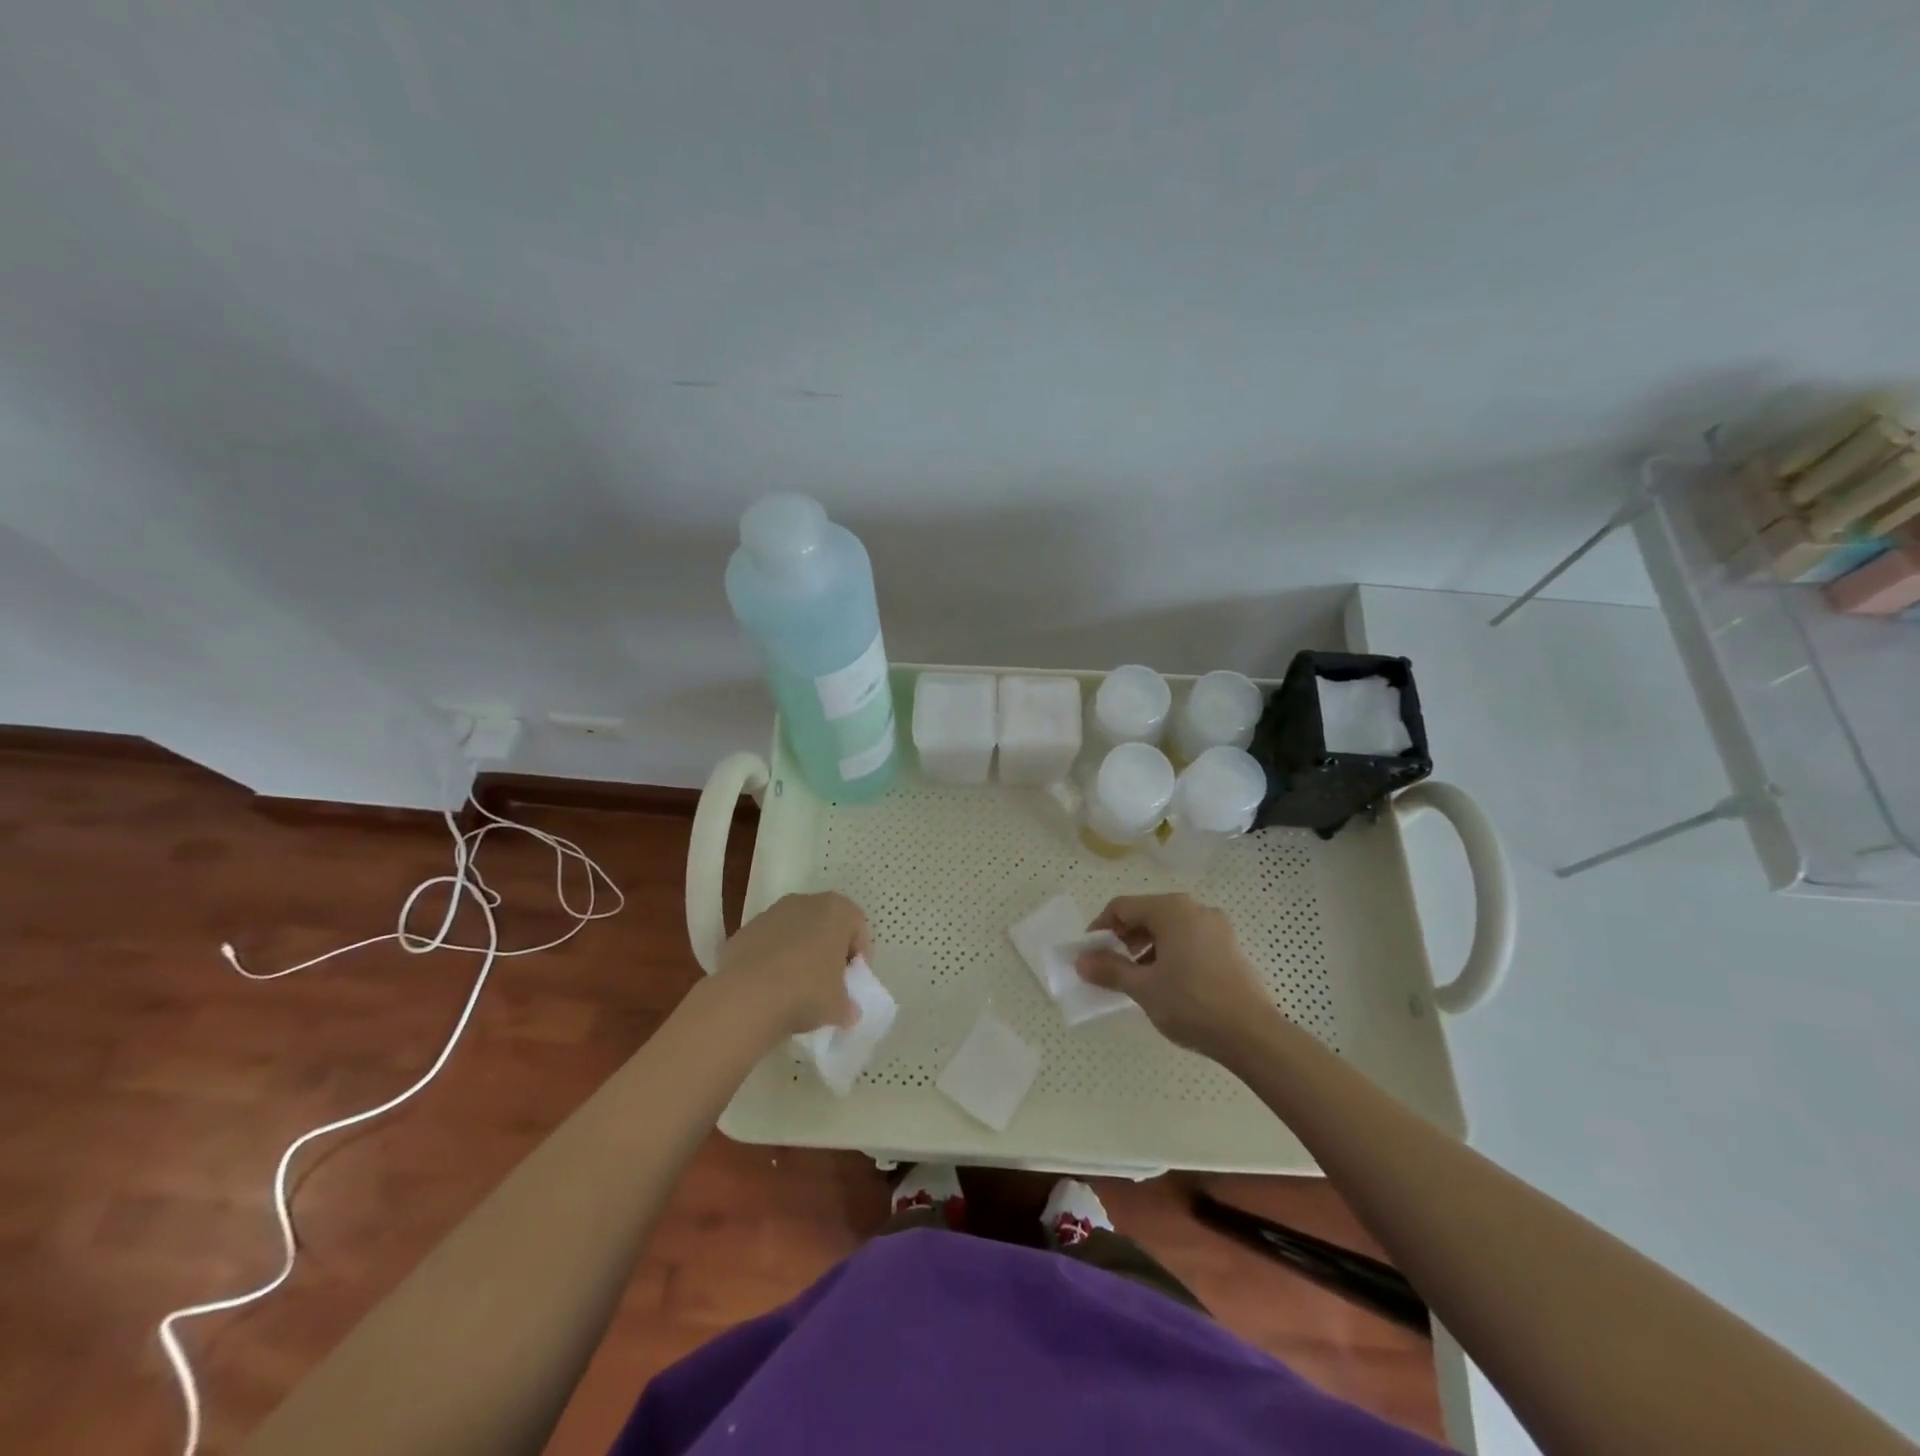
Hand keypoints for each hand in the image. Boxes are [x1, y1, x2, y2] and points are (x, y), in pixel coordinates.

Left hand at [716, 892, 867, 1036]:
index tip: (853, 980)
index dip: (859, 954)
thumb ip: (848, 1005)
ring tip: (796, 987)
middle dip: (828, 950)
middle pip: (825, 924)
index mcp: (836, 910)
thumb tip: (848, 1012)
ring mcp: (771, 914)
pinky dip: (772, 960)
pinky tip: (770, 987)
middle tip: (828, 982)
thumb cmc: (807, 991)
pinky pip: (768, 944)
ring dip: (799, 953)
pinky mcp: (744, 931)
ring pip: (795, 932)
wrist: (747, 997)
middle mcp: (805, 902)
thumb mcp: (839, 1006)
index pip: (858, 926)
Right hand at [1076, 893, 1273, 1057]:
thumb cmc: (1191, 1003)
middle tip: (1112, 968)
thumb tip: (1081, 960)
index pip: (1122, 907)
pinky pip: (1189, 940)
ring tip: (1138, 979)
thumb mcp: (1143, 987)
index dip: (1100, 928)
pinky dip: (1170, 954)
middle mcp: (1195, 909)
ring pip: (1169, 928)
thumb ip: (1109, 969)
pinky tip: (1167, 983)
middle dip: (1124, 939)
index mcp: (1171, 909)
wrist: (1252, 1035)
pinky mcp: (1229, 948)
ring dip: (1146, 948)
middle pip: (1146, 914)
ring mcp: (1217, 927)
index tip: (1089, 955)